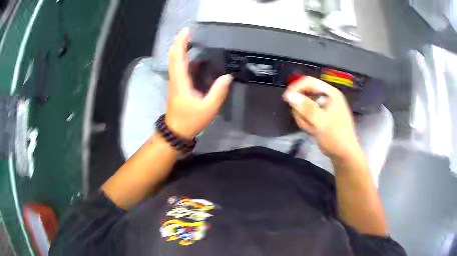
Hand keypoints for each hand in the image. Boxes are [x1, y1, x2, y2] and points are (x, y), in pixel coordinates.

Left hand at [166, 28, 232, 138]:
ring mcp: (176, 82)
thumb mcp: (208, 108)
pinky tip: (197, 59)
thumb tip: (228, 76)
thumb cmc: (190, 120)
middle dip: (180, 42)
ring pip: (176, 62)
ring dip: (182, 50)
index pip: (178, 57)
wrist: (176, 131)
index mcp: (181, 81)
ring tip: (194, 41)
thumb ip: (218, 92)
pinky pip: (180, 68)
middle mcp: (176, 79)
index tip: (186, 31)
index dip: (181, 43)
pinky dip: (186, 60)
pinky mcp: (178, 86)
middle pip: (175, 56)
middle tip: (190, 32)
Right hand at [283, 77, 360, 159]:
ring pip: (303, 106)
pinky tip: (313, 130)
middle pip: (304, 94)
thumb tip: (289, 96)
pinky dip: (306, 122)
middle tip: (307, 123)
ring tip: (312, 129)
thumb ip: (307, 108)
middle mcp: (326, 96)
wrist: (343, 154)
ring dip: (304, 118)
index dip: (295, 88)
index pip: (308, 81)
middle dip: (302, 110)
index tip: (286, 99)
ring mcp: (322, 106)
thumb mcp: (322, 123)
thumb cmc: (336, 137)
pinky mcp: (319, 115)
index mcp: (330, 93)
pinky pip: (305, 115)